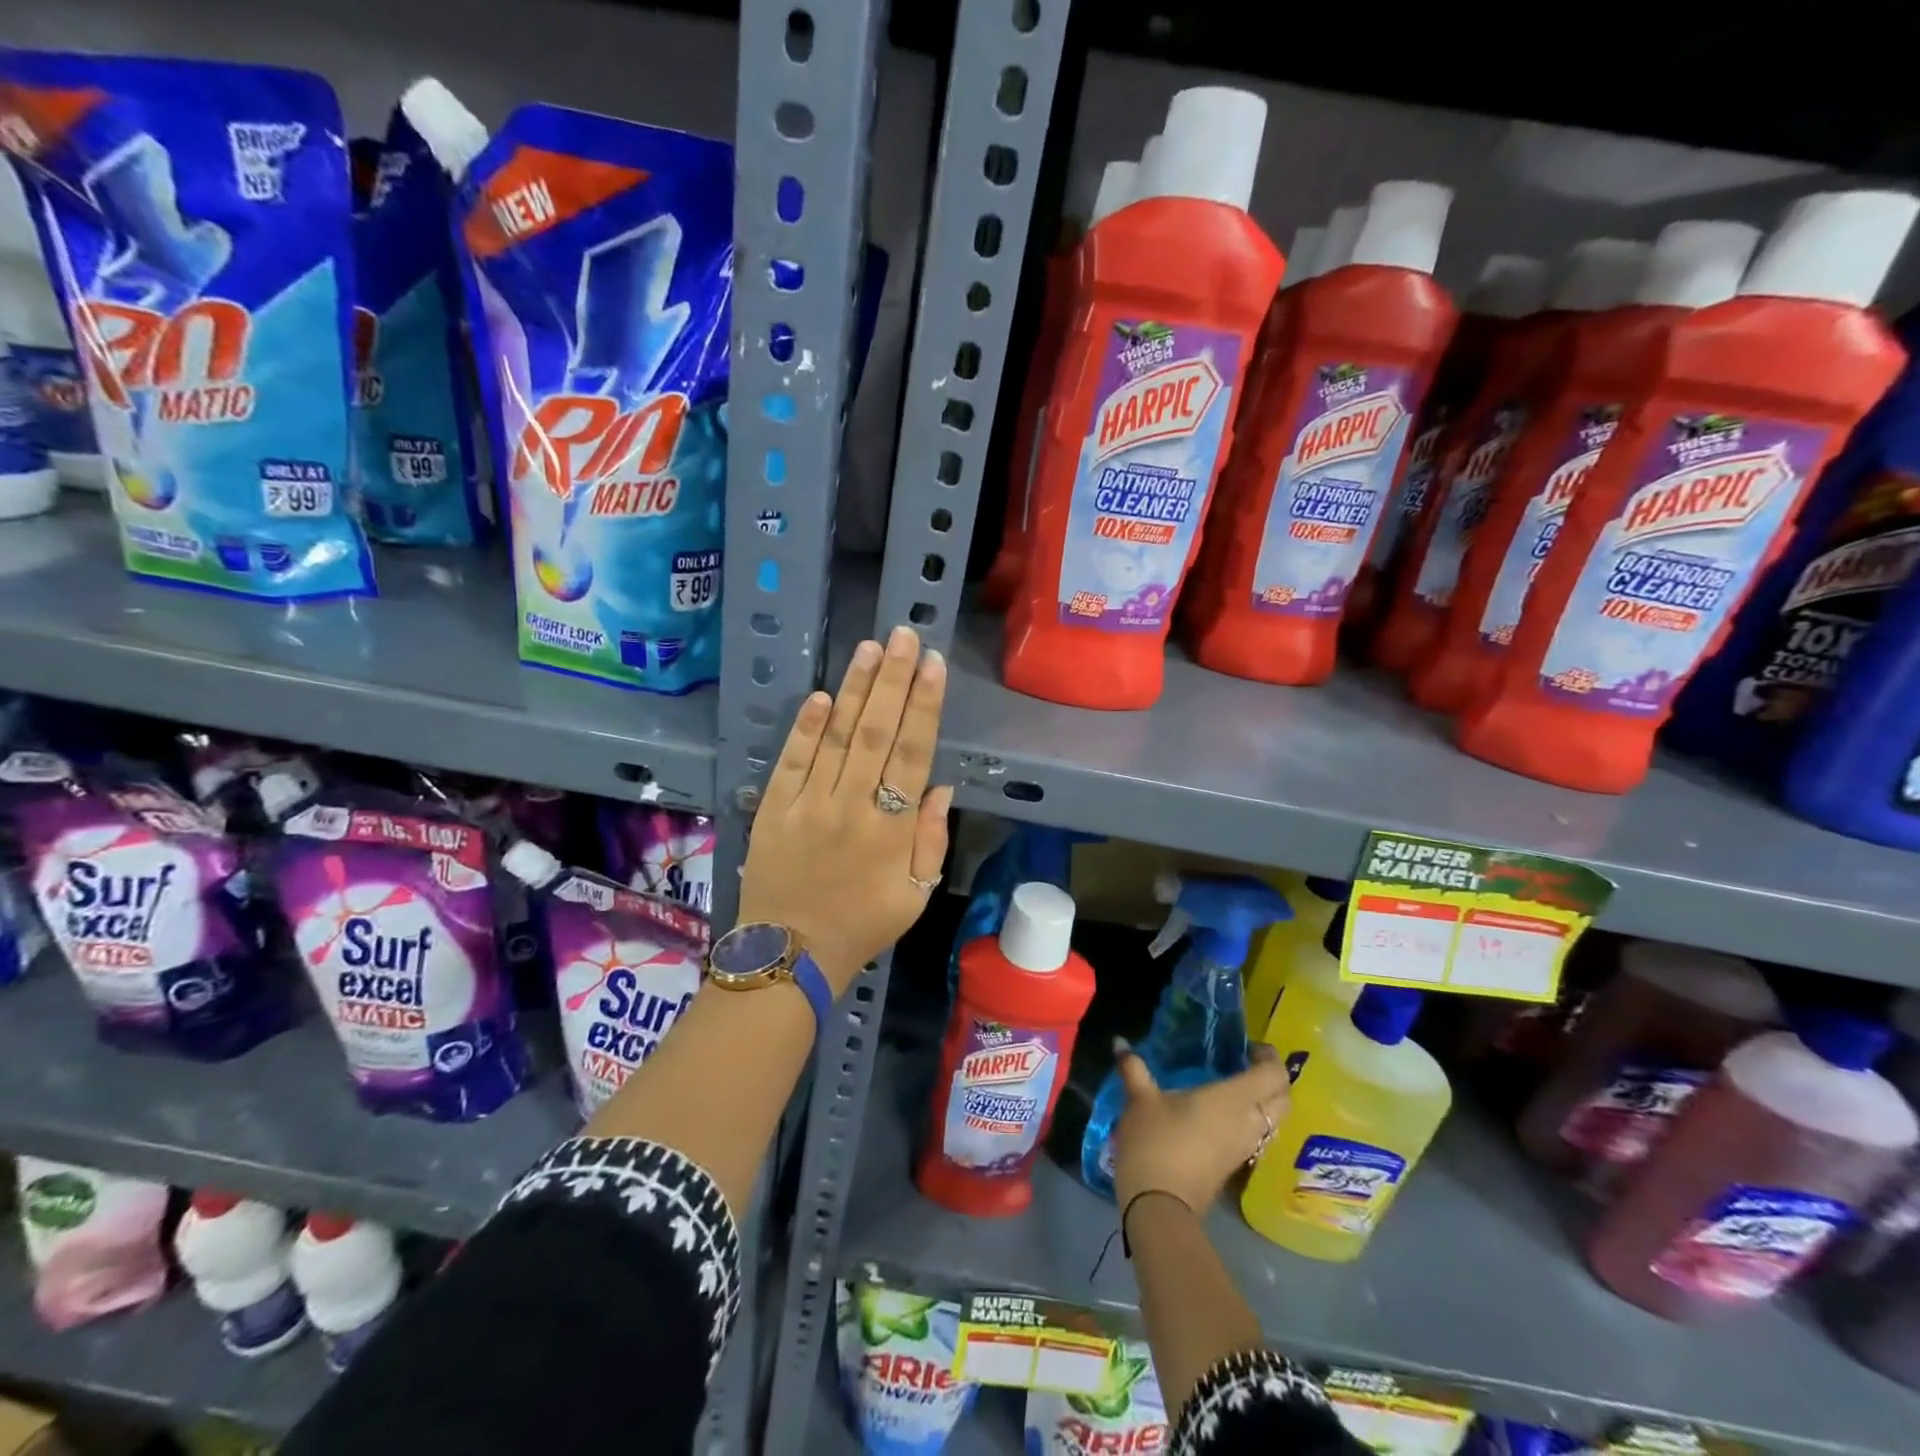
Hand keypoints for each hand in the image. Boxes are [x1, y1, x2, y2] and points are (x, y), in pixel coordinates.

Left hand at [738, 625, 952, 993]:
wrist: (789, 956)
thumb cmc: (861, 926)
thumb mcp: (914, 896)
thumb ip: (931, 840)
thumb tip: (939, 786)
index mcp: (891, 829)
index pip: (913, 753)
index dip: (924, 706)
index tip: (932, 665)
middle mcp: (852, 806)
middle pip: (876, 732)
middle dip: (892, 680)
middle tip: (903, 636)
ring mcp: (808, 804)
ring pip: (837, 737)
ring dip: (854, 690)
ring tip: (869, 648)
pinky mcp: (774, 809)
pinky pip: (792, 760)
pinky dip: (806, 727)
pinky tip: (821, 695)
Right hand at [1110, 1041, 1290, 1214]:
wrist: (1159, 1205)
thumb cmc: (1155, 1142)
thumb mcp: (1140, 1100)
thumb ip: (1134, 1069)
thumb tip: (1120, 1042)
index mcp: (1233, 1100)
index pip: (1273, 1075)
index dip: (1269, 1058)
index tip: (1249, 1047)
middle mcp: (1248, 1123)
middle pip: (1283, 1099)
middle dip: (1273, 1079)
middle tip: (1246, 1064)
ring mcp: (1245, 1148)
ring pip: (1273, 1121)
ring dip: (1264, 1102)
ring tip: (1234, 1086)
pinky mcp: (1235, 1166)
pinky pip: (1258, 1136)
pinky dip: (1251, 1120)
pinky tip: (1222, 1114)